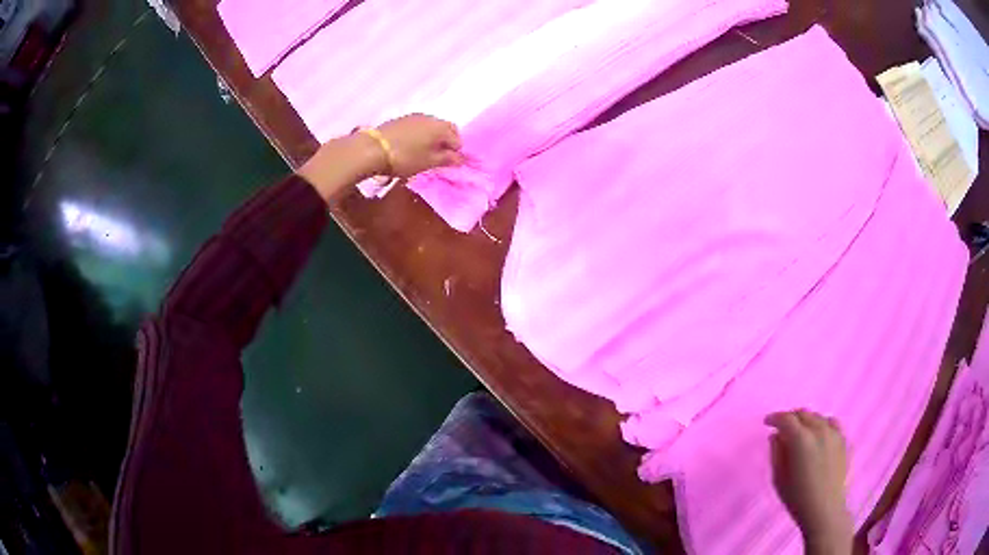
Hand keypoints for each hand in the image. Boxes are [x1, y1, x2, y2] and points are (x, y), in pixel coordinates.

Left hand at [298, 114, 463, 201]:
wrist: (371, 148)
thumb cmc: (405, 157)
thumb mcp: (428, 162)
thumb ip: (447, 159)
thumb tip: (460, 158)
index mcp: (441, 127)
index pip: (458, 139)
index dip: (456, 152)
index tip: (450, 164)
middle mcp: (431, 117)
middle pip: (446, 129)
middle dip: (447, 142)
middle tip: (440, 157)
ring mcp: (414, 116)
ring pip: (432, 126)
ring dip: (433, 137)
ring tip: (426, 152)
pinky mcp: (401, 119)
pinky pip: (419, 125)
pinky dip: (421, 134)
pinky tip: (413, 146)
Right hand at [765, 409, 853, 554]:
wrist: (824, 510)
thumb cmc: (797, 498)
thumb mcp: (779, 478)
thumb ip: (776, 453)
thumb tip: (775, 436)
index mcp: (801, 439)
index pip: (785, 419)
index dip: (774, 418)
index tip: (767, 422)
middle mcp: (819, 430)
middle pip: (803, 414)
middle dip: (791, 417)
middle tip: (782, 426)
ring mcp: (834, 434)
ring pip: (818, 417)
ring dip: (807, 420)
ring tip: (801, 430)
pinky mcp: (844, 440)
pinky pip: (832, 424)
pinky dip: (823, 424)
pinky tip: (819, 434)